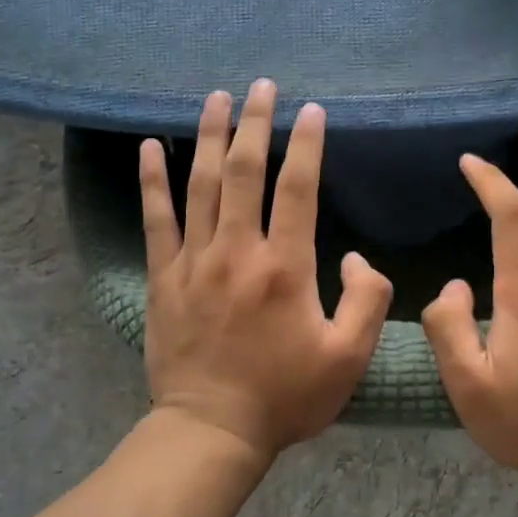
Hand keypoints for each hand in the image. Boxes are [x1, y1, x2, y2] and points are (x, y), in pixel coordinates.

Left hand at [139, 79, 393, 459]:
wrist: (212, 430)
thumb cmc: (285, 396)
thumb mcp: (348, 358)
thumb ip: (367, 301)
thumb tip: (357, 259)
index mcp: (285, 267)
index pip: (298, 188)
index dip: (307, 145)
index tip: (313, 111)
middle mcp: (237, 251)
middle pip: (245, 172)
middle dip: (256, 123)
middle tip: (262, 86)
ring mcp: (194, 261)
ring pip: (200, 184)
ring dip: (209, 136)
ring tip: (216, 98)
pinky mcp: (162, 278)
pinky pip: (156, 219)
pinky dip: (153, 179)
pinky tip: (150, 146)